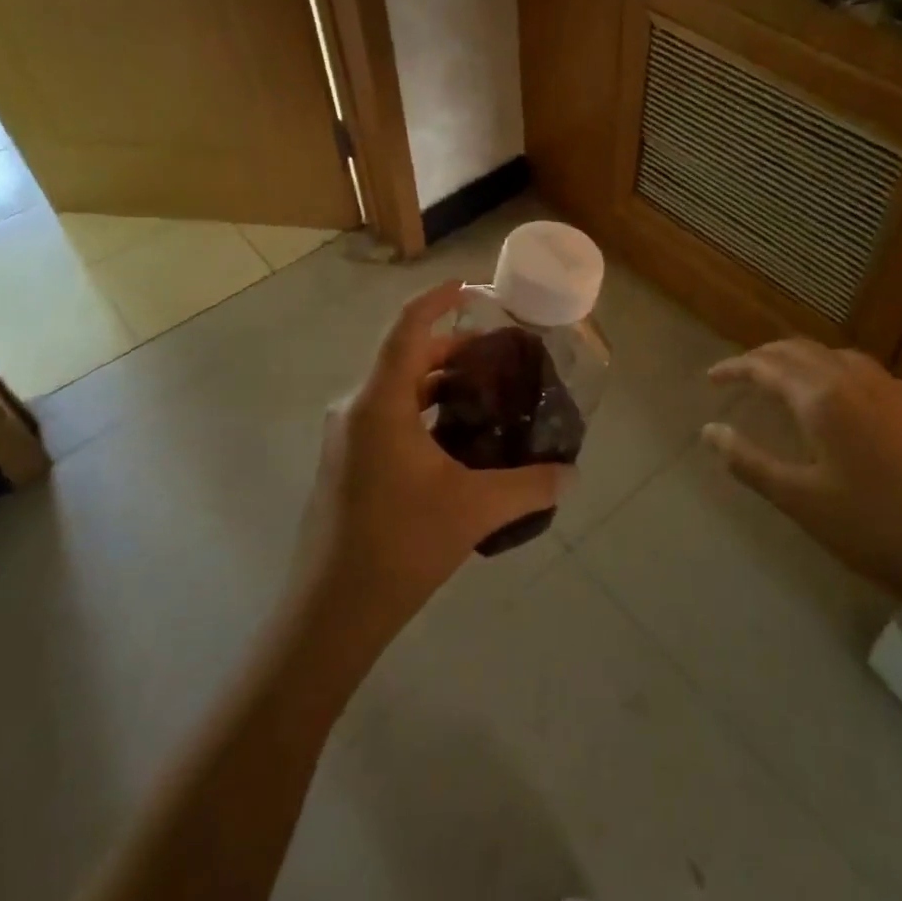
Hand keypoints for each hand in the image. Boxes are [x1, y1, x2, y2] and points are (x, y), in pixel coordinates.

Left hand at [293, 281, 570, 647]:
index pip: (406, 328)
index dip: (438, 299)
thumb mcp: (474, 510)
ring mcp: (346, 437)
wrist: (330, 614)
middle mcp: (355, 409)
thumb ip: (529, 486)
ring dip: (436, 382)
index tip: (470, 286)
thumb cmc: (399, 547)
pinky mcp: (345, 463)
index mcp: (378, 403)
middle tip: (497, 355)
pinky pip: (386, 416)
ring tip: (483, 393)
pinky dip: (420, 410)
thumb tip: (571, 474)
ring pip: (395, 389)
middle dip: (450, 347)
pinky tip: (454, 439)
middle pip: (404, 356)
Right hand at [703, 340, 901, 609]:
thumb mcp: (800, 500)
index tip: (712, 378)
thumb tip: (709, 431)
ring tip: (791, 382)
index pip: (766, 366)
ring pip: (840, 357)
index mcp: (823, 398)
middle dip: (767, 357)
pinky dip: (844, 378)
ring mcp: (900, 391)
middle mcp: (859, 380)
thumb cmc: (873, 529)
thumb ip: (749, 461)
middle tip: (744, 374)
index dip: (735, 368)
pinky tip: (850, 406)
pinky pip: (874, 377)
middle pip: (802, 350)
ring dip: (807, 362)